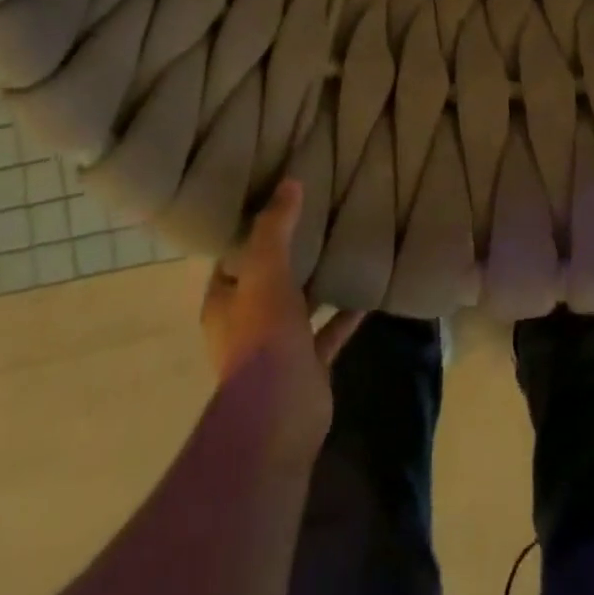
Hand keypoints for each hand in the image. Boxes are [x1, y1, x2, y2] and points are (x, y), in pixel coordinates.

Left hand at [200, 180, 363, 454]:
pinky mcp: (309, 365)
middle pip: (268, 281)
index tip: (278, 203)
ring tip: (343, 248)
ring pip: (299, 305)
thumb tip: (290, 182)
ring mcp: (279, 347)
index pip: (234, 258)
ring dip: (317, 283)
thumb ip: (276, 226)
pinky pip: (329, 331)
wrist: (279, 412)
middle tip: (317, 217)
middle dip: (290, 255)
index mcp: (225, 302)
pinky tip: (368, 292)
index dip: (252, 232)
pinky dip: (345, 314)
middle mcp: (247, 324)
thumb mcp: (265, 268)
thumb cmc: (261, 334)